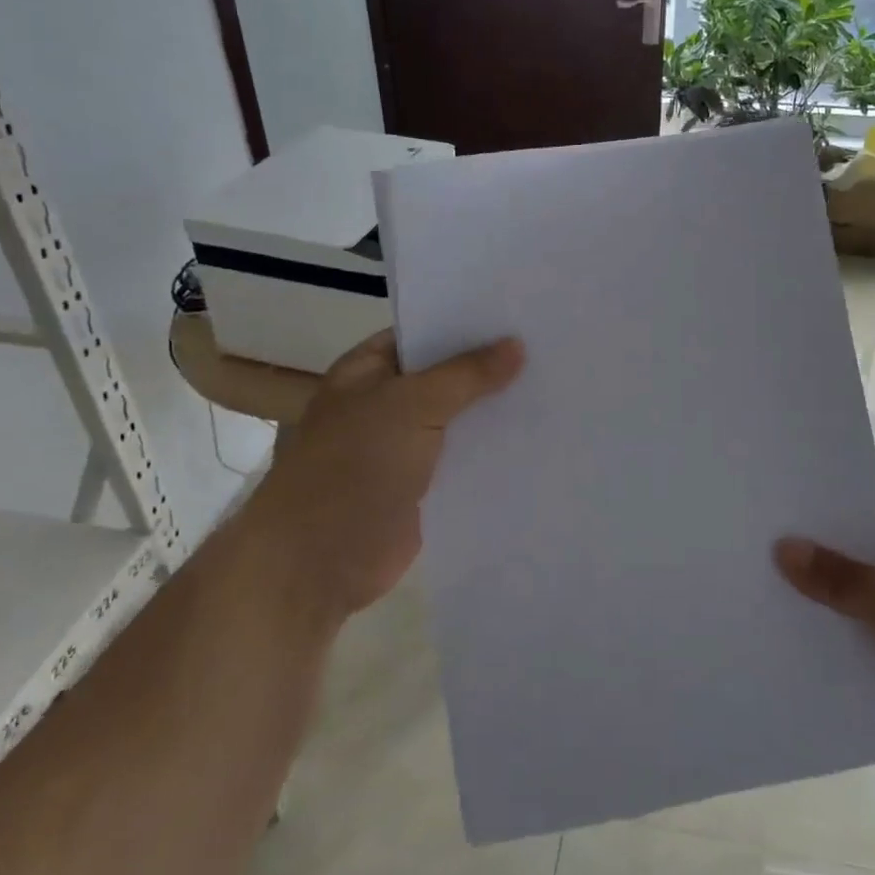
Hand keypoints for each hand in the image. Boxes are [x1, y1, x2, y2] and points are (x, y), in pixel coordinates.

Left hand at [247, 329, 522, 621]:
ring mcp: (404, 447)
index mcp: (369, 370)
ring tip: (556, 388)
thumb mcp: (411, 405)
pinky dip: (493, 452)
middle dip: (490, 367)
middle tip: (550, 348)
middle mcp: (386, 403)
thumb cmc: (354, 465)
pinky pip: (464, 460)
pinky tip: (538, 439)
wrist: (319, 561)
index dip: (467, 323)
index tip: (518, 313)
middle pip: (446, 376)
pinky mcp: (423, 488)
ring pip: (458, 419)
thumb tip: (516, 344)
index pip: (424, 332)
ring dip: (495, 411)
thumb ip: (466, 374)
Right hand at [775, 508, 874, 808]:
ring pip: (847, 604)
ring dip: (811, 606)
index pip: (860, 515)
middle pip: (849, 560)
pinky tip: (778, 640)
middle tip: (740, 552)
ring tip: (746, 593)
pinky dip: (825, 643)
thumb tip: (783, 547)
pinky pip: (853, 643)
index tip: (760, 512)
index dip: (814, 514)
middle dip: (805, 561)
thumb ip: (850, 583)